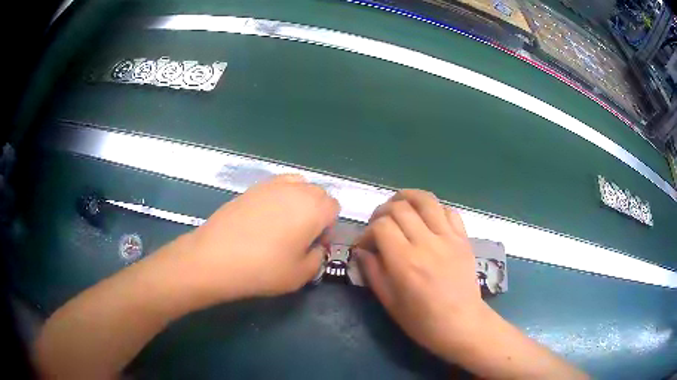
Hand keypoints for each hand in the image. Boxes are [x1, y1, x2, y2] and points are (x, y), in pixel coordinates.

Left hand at [166, 174, 339, 304]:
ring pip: (298, 185)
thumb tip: (315, 247)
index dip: (328, 227)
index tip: (314, 245)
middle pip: (318, 193)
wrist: (216, 258)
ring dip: (299, 202)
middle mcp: (296, 190)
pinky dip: (279, 197)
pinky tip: (265, 218)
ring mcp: (271, 185)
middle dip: (316, 212)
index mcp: (314, 208)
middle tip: (301, 236)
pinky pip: (276, 185)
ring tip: (284, 224)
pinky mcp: (251, 188)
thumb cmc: (263, 269)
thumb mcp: (301, 275)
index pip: (334, 207)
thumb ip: (318, 258)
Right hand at [354, 190, 485, 359]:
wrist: (462, 324)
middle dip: (382, 211)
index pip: (381, 226)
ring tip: (398, 205)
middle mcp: (427, 244)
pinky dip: (434, 209)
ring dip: (407, 197)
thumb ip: (372, 271)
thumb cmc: (422, 321)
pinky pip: (449, 211)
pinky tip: (426, 218)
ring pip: (426, 200)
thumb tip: (361, 249)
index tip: (365, 244)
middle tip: (379, 225)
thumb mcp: (389, 302)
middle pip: (400, 208)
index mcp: (405, 262)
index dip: (367, 231)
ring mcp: (449, 238)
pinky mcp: (463, 239)